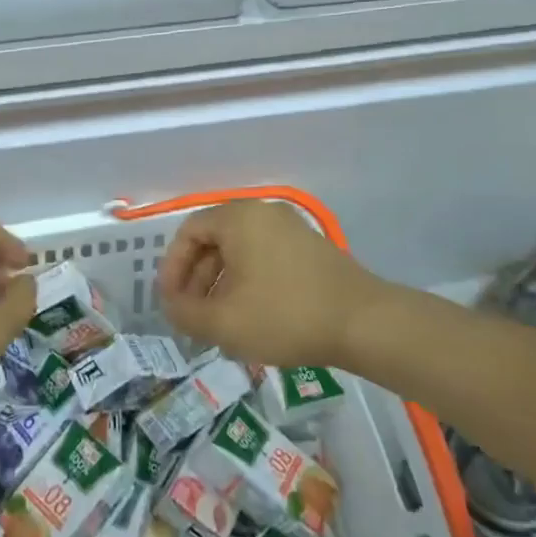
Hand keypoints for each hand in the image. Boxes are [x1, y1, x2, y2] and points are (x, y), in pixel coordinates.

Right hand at [158, 201, 387, 369]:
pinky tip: (251, 315)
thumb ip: (184, 313)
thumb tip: (171, 306)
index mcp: (238, 218)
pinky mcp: (310, 248)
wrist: (364, 322)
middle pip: (214, 240)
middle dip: (197, 279)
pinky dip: (248, 281)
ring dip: (221, 283)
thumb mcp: (223, 323)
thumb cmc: (285, 315)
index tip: (171, 302)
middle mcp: (263, 213)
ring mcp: (291, 228)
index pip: (189, 232)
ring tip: (219, 321)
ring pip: (240, 251)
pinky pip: (264, 257)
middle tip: (193, 315)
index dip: (172, 268)